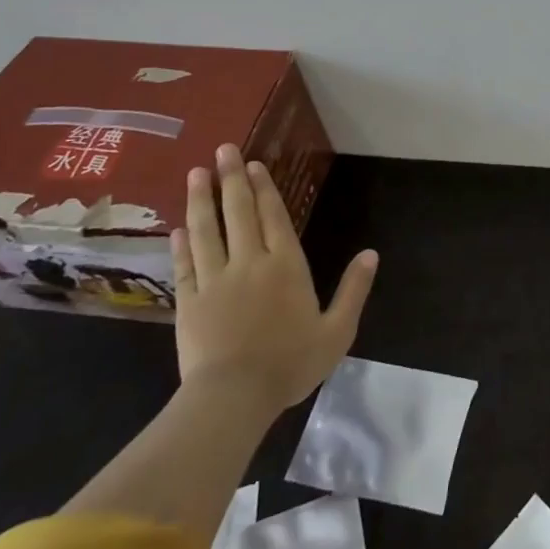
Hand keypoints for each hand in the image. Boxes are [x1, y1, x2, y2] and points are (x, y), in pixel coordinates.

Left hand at [172, 143, 378, 418]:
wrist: (233, 398)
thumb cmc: (290, 364)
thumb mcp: (337, 331)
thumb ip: (354, 290)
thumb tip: (371, 254)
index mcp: (285, 266)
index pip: (273, 217)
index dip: (264, 188)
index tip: (253, 163)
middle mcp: (249, 263)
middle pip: (238, 213)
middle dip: (231, 179)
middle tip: (222, 150)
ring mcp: (215, 281)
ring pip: (206, 231)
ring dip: (201, 200)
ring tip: (196, 173)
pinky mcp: (189, 302)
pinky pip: (185, 265)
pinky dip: (181, 243)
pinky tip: (178, 227)